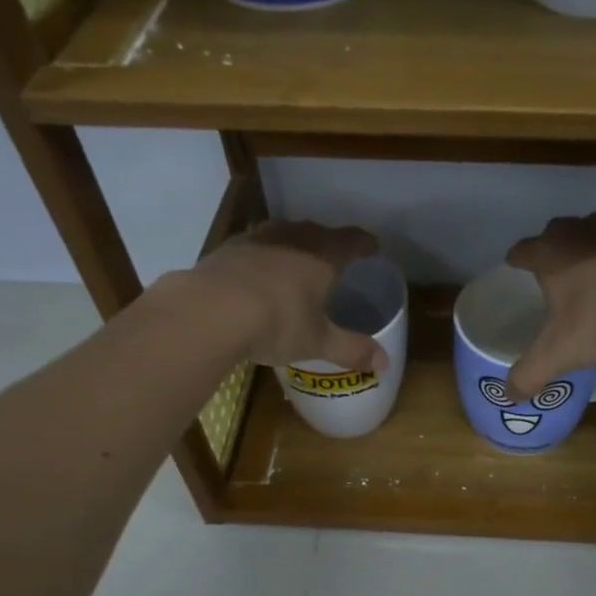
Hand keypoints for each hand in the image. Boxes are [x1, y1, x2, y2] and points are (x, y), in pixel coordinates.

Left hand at [188, 220, 388, 369]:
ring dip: (293, 242)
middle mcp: (292, 239)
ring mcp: (256, 240)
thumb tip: (385, 363)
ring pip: (282, 232)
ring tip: (295, 256)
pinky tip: (256, 271)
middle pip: (317, 231)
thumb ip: (352, 350)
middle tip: (335, 254)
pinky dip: (262, 255)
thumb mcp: (318, 342)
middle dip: (329, 241)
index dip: (364, 243)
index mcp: (322, 257)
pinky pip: (253, 245)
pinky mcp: (226, 250)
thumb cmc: (276, 323)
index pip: (351, 241)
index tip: (373, 247)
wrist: (209, 311)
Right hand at [504, 213, 595, 396]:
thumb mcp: (559, 354)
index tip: (515, 265)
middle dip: (556, 250)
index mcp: (550, 253)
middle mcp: (581, 231)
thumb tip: (510, 395)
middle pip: (559, 233)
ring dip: (594, 251)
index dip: (517, 259)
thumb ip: (530, 374)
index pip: (523, 250)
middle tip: (557, 275)